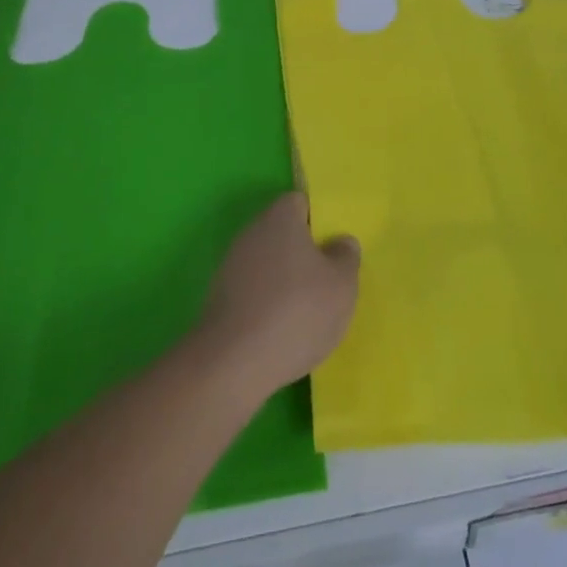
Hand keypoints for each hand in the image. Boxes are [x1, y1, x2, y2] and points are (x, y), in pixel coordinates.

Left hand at [198, 192, 360, 396]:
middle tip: (328, 279)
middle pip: (283, 233)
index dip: (319, 219)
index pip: (299, 202)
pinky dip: (268, 304)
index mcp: (280, 218)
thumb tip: (340, 242)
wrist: (233, 364)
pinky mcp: (220, 299)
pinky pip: (254, 291)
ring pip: (268, 264)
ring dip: (286, 281)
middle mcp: (251, 233)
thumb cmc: (297, 312)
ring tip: (309, 312)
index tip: (335, 244)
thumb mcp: (341, 285)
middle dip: (304, 253)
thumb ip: (346, 257)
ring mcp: (231, 266)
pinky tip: (283, 331)